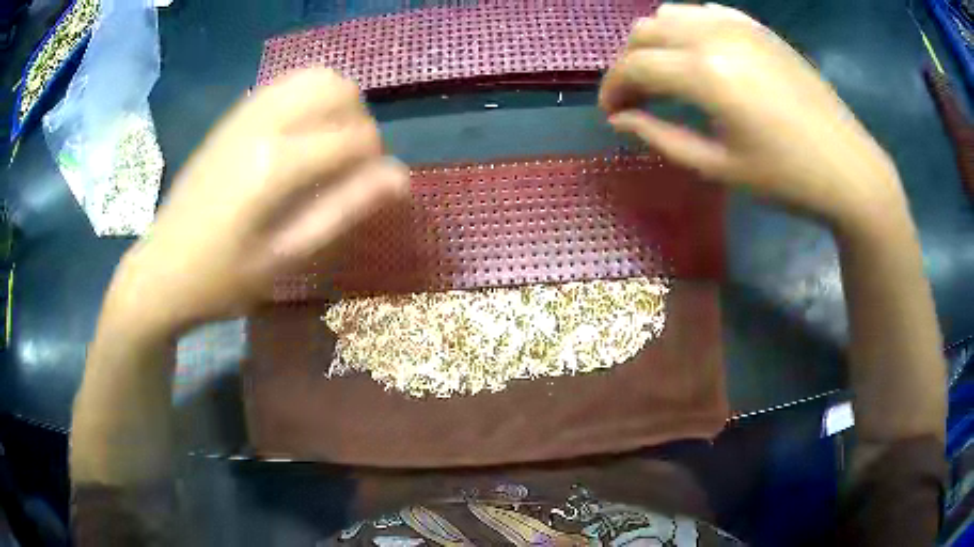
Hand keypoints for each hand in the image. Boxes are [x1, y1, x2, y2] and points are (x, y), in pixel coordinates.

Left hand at [108, 69, 408, 332]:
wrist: (159, 271)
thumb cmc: (222, 279)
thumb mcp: (285, 258)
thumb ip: (344, 212)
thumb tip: (400, 178)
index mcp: (276, 164)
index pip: (354, 136)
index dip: (375, 160)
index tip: (367, 188)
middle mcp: (262, 124)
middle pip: (337, 88)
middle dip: (358, 121)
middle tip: (347, 165)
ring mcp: (243, 115)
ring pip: (311, 76)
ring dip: (334, 104)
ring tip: (325, 147)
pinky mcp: (231, 118)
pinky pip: (283, 85)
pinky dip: (305, 99)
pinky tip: (297, 136)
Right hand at [600, 3, 904, 229]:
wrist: (848, 168)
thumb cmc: (786, 179)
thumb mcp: (718, 168)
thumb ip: (661, 138)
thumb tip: (621, 120)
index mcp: (706, 74)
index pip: (634, 66)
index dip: (612, 89)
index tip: (611, 113)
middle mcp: (714, 35)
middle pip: (644, 32)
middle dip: (629, 63)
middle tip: (636, 98)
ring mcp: (739, 25)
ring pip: (670, 13)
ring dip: (655, 42)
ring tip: (664, 75)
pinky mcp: (758, 28)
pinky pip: (704, 12)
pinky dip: (686, 28)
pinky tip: (697, 54)